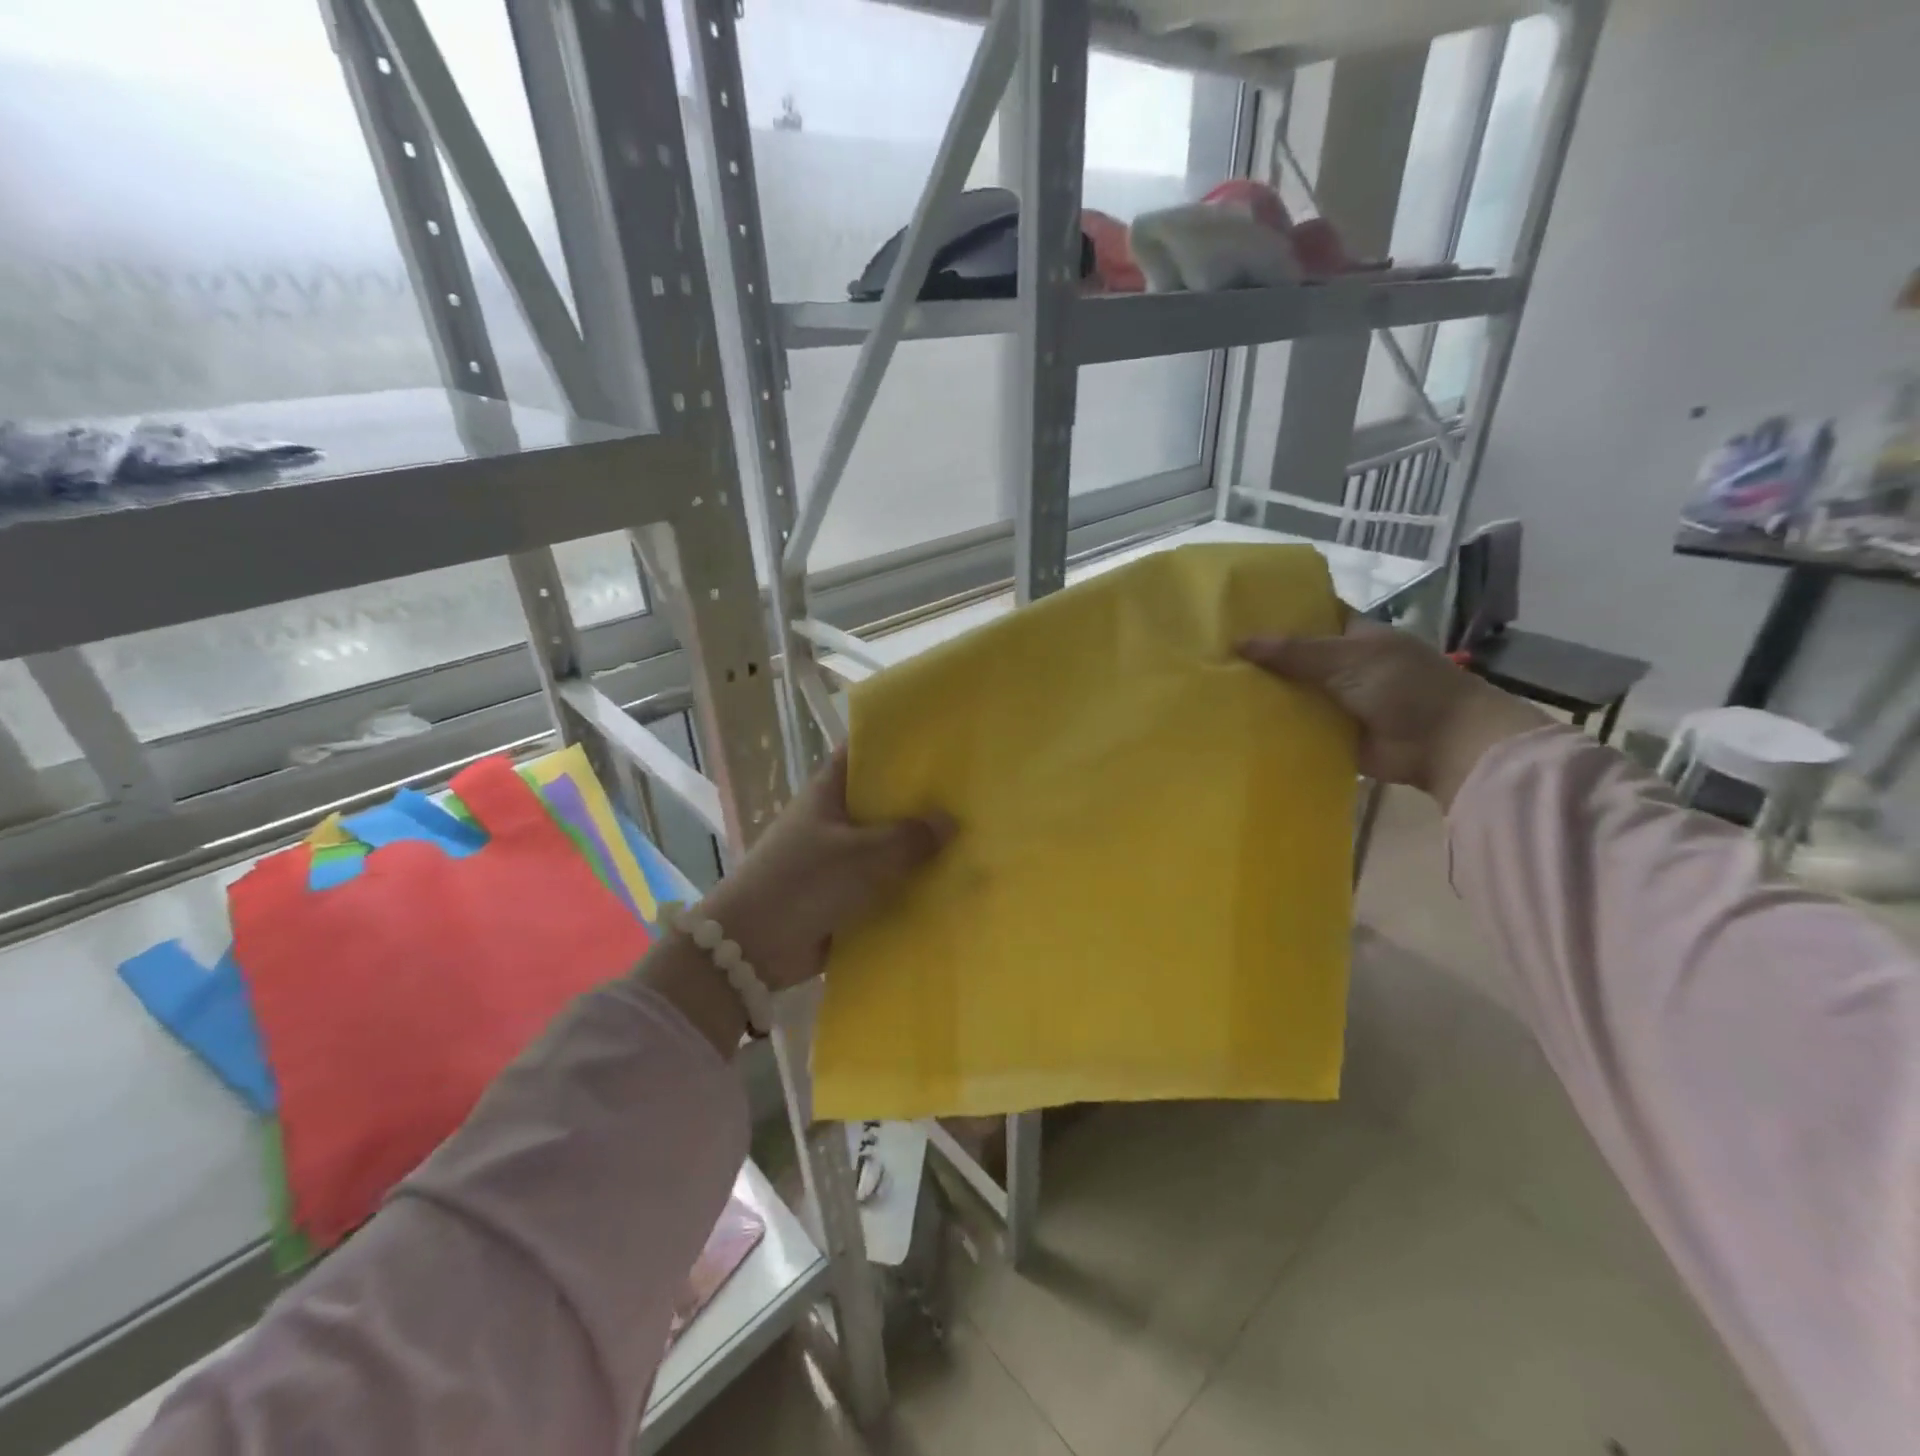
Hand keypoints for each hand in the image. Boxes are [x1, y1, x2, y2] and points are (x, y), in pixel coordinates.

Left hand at [698, 750, 953, 991]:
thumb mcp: (863, 855)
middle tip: (970, 796)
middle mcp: (832, 820)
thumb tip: (950, 821)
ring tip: (971, 842)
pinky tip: (948, 887)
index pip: (863, 753)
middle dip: (920, 802)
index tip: (938, 742)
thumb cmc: (805, 883)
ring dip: (917, 850)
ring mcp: (836, 859)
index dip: (896, 744)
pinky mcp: (841, 896)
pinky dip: (907, 887)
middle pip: (881, 801)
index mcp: (828, 792)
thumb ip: (910, 838)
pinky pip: (882, 885)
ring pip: (885, 846)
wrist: (751, 948)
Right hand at [1238, 616, 1546, 806]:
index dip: (1277, 612)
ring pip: (1291, 693)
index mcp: (1352, 636)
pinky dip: (1272, 727)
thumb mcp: (1347, 658)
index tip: (1235, 612)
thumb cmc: (1404, 686)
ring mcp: (1336, 702)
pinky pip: (1295, 728)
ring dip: (1262, 694)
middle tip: (1210, 654)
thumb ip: (1293, 651)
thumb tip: (1237, 642)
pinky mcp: (1330, 735)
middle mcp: (1342, 666)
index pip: (1310, 615)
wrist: (1443, 744)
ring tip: (1211, 689)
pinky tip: (1234, 724)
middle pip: (1293, 658)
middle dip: (1260, 657)